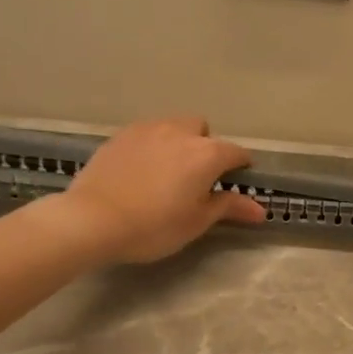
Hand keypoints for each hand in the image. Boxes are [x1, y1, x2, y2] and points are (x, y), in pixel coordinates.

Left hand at [62, 116, 266, 263]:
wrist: (92, 219)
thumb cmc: (153, 226)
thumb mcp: (196, 222)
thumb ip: (229, 207)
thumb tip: (260, 209)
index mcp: (206, 154)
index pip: (236, 153)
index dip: (241, 167)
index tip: (238, 181)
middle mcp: (180, 133)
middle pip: (202, 129)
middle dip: (206, 146)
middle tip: (196, 177)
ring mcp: (147, 130)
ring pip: (173, 126)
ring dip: (178, 142)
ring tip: (167, 171)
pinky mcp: (121, 135)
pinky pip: (147, 133)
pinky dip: (152, 146)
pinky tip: (140, 170)